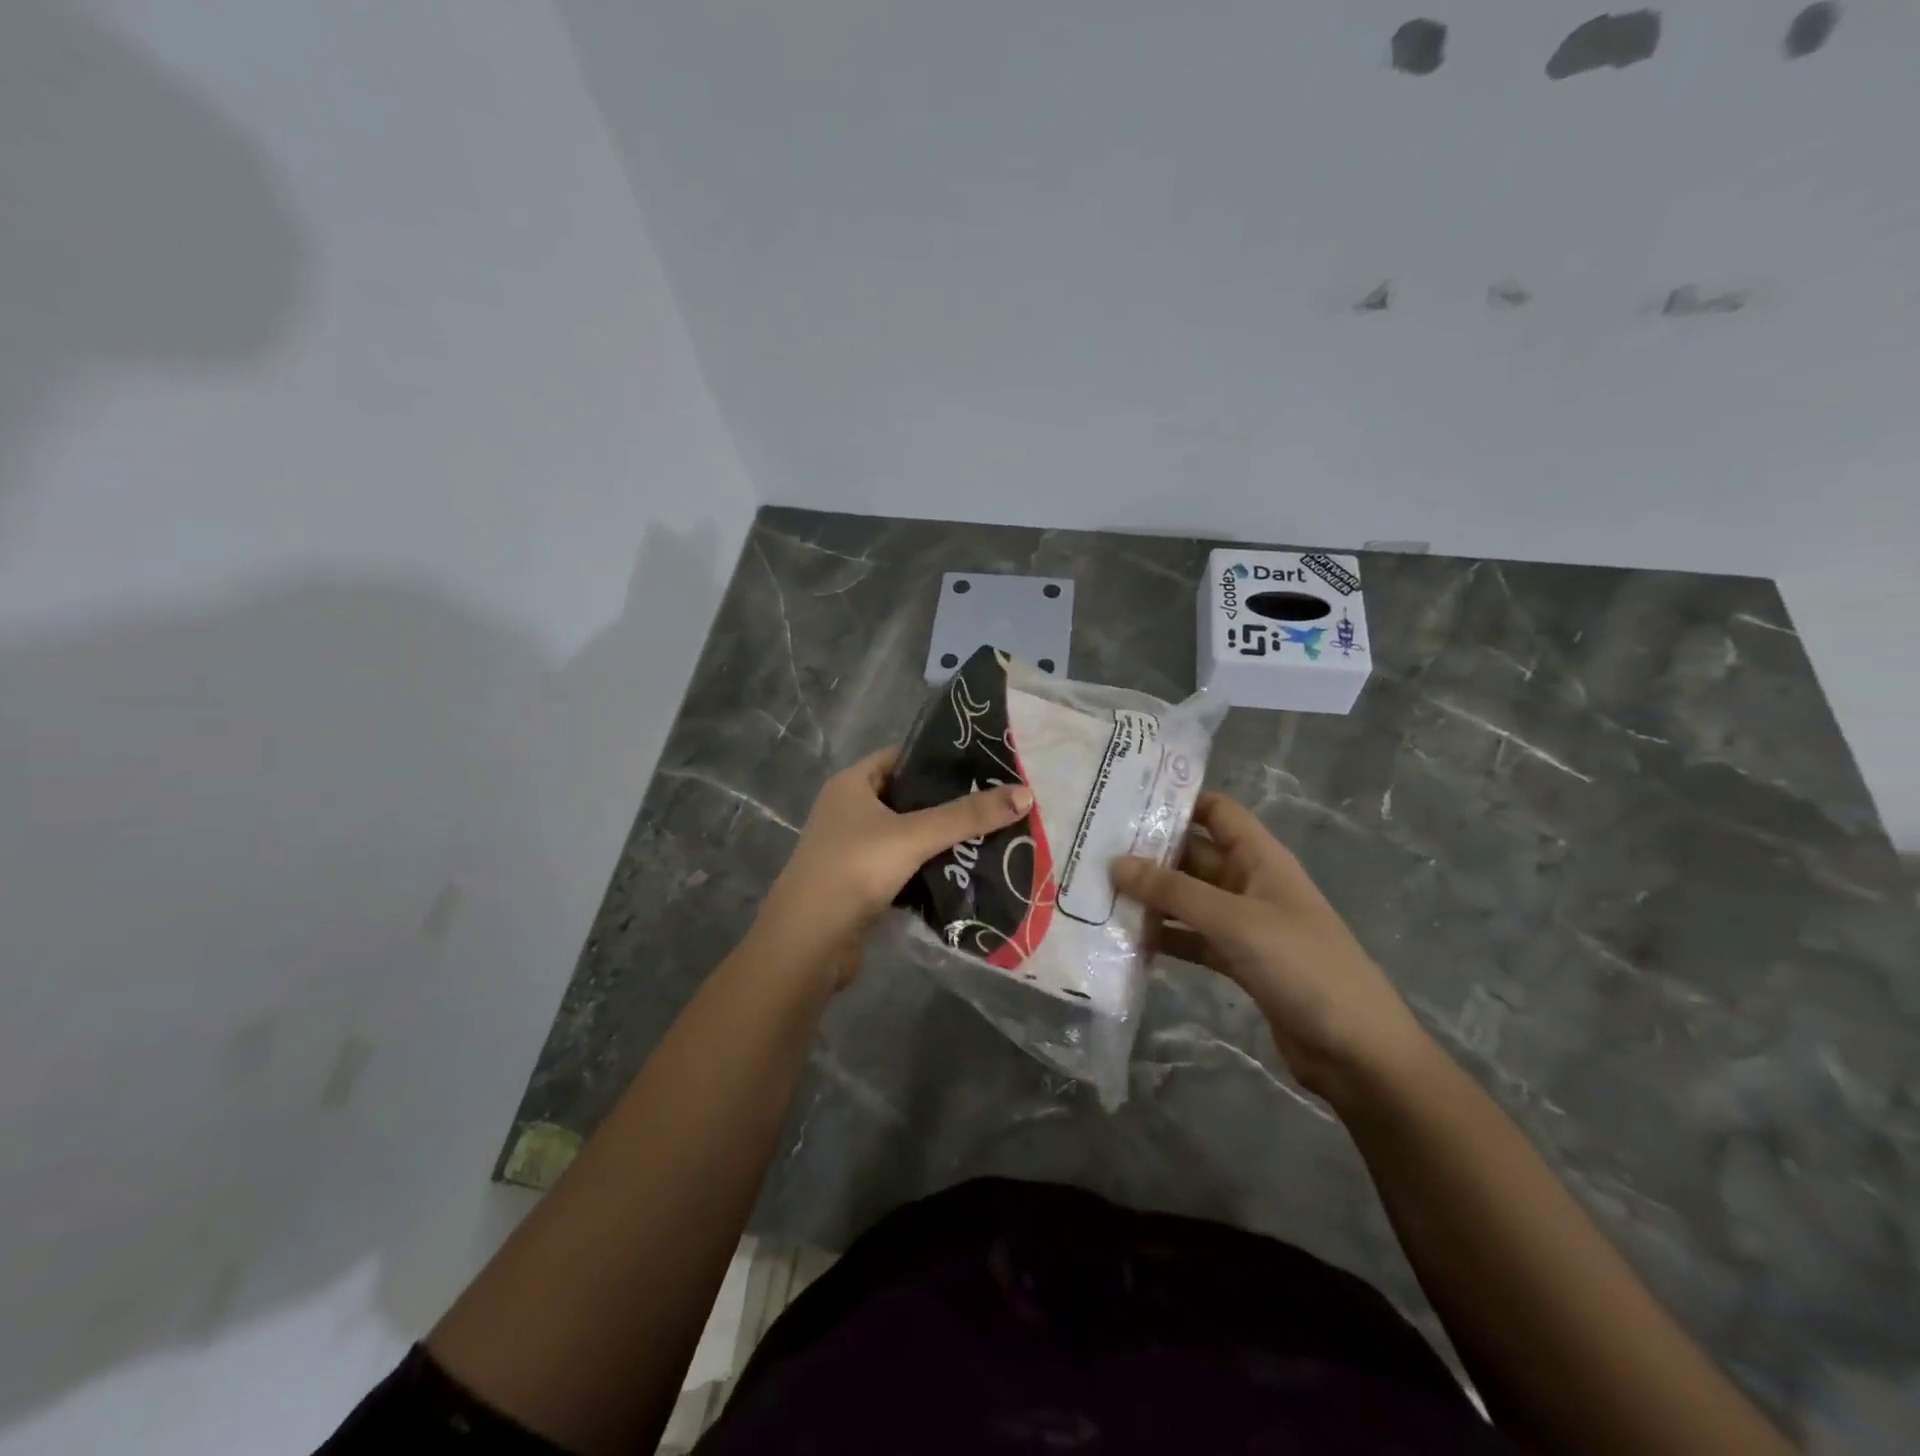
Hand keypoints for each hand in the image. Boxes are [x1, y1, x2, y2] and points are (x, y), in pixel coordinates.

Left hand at [751, 747, 1032, 988]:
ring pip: (907, 836)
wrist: (808, 943)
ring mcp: (853, 850)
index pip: (902, 757)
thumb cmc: (853, 871)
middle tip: (996, 802)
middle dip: (948, 803)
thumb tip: (1026, 793)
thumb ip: (967, 816)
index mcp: (852, 785)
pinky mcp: (862, 884)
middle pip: (908, 798)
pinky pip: (903, 867)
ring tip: (991, 835)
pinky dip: (929, 869)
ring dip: (941, 839)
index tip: (984, 764)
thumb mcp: (913, 836)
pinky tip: (965, 872)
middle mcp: (849, 811)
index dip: (939, 758)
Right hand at [1114, 793, 1429, 1101]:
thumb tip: (1115, 863)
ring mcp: (1244, 924)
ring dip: (1152, 899)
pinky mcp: (1238, 961)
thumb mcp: (1234, 921)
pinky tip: (1127, 942)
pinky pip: (1192, 938)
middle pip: (1193, 855)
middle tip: (1093, 853)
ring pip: (1188, 899)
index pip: (1216, 811)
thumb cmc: (1302, 966)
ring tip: (1097, 895)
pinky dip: (1165, 938)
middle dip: (1149, 855)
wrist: (1357, 1050)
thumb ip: (1174, 892)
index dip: (1177, 801)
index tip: (1125, 801)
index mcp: (1260, 858)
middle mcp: (1250, 883)